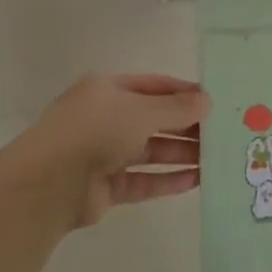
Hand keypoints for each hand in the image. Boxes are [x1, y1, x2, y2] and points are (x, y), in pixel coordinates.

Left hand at [10, 74, 207, 229]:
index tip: (215, 103)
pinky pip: (143, 180)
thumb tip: (207, 102)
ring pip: (150, 151)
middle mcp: (106, 118)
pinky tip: (196, 181)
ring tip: (217, 159)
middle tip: (223, 134)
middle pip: (154, 120)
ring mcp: (104, 153)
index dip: (184, 93)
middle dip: (187, 126)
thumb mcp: (140, 111)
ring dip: (182, 154)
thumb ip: (176, 108)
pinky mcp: (106, 186)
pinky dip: (167, 180)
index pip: (154, 86)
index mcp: (108, 90)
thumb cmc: (95, 131)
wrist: (48, 183)